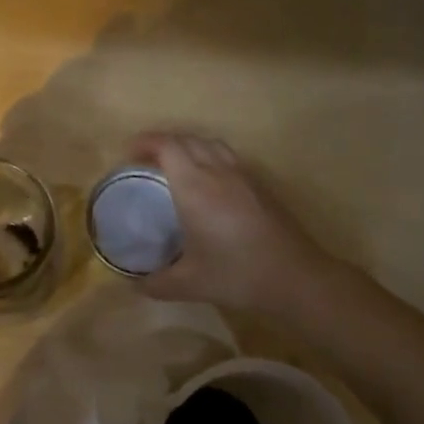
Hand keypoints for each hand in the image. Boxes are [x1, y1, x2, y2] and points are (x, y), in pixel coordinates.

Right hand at [128, 132, 332, 313]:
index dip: (145, 143)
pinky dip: (209, 158)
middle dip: (163, 143)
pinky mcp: (261, 187)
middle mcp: (218, 172)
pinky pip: (228, 158)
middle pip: (188, 139)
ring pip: (211, 144)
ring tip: (174, 167)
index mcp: (195, 186)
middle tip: (145, 162)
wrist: (295, 278)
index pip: (167, 146)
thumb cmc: (237, 274)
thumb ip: (156, 283)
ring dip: (188, 146)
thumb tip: (134, 284)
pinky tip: (207, 185)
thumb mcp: (188, 284)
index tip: (128, 155)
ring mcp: (243, 176)